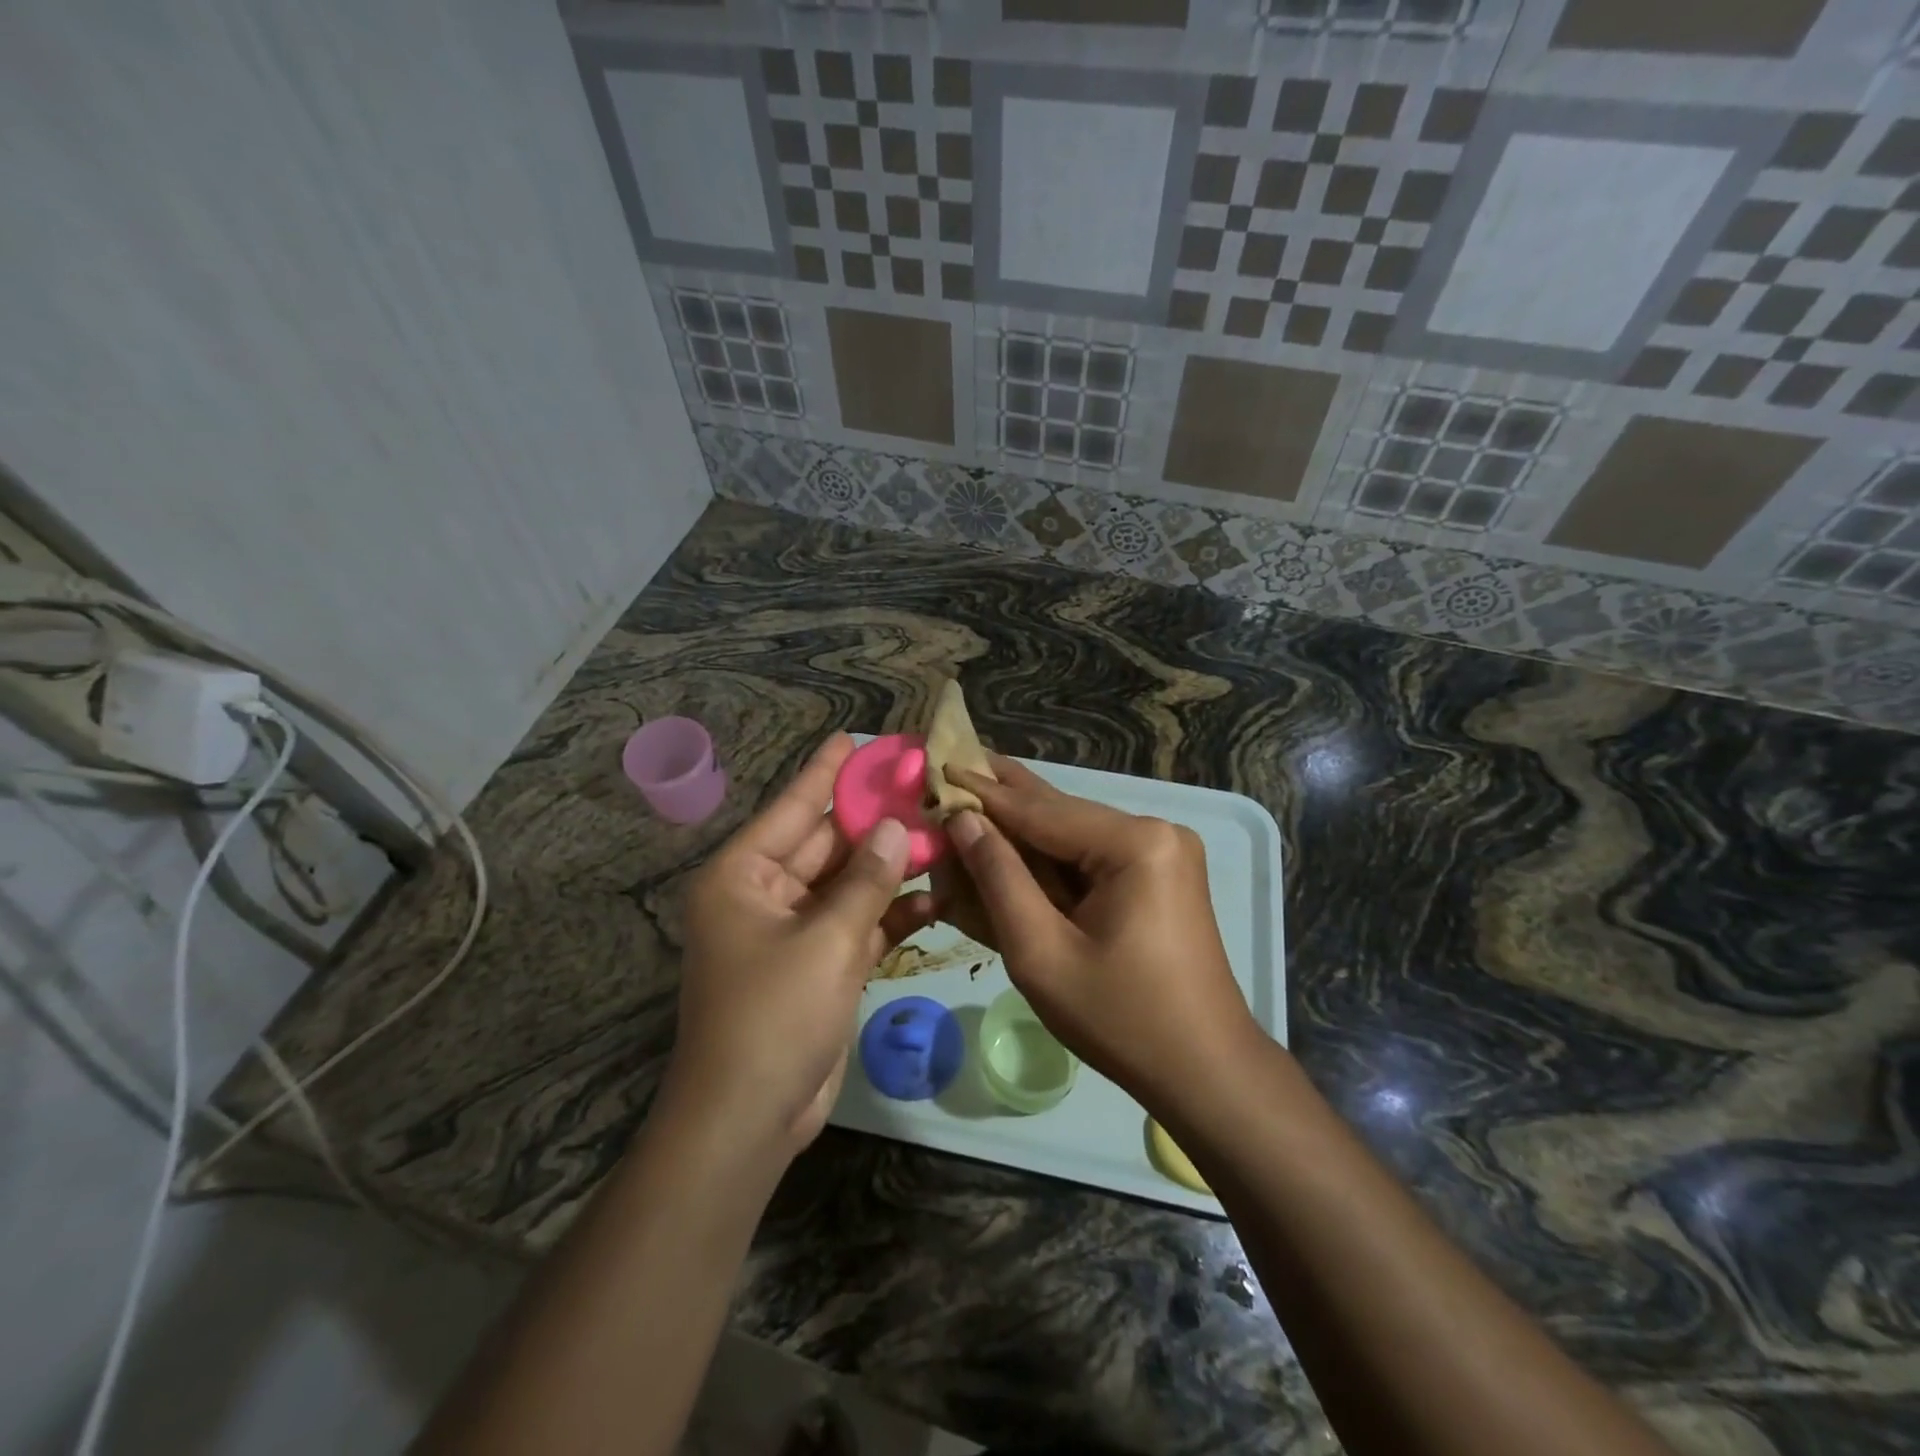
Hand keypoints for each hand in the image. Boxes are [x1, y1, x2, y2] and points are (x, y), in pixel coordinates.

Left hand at [667, 734, 935, 1152]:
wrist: (751, 1119)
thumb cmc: (774, 1015)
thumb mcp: (826, 940)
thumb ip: (866, 881)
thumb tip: (896, 828)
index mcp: (744, 875)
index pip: (792, 808)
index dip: (825, 773)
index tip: (855, 739)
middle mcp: (767, 894)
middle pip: (827, 844)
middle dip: (874, 821)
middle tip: (922, 787)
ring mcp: (796, 931)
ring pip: (850, 884)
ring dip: (891, 867)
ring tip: (943, 834)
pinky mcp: (821, 965)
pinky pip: (860, 924)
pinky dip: (892, 914)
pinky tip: (937, 897)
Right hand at [941, 756, 1258, 1102]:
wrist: (1205, 1071)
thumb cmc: (1120, 1019)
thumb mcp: (1042, 953)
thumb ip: (999, 879)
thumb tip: (963, 820)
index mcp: (1135, 843)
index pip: (1040, 810)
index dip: (983, 793)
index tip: (938, 767)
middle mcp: (1155, 832)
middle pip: (1060, 813)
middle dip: (1002, 802)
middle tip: (951, 769)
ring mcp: (1162, 852)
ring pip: (1073, 834)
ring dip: (1022, 831)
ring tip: (969, 804)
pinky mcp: (1159, 875)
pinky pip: (1092, 857)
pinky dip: (1050, 859)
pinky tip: (1011, 846)